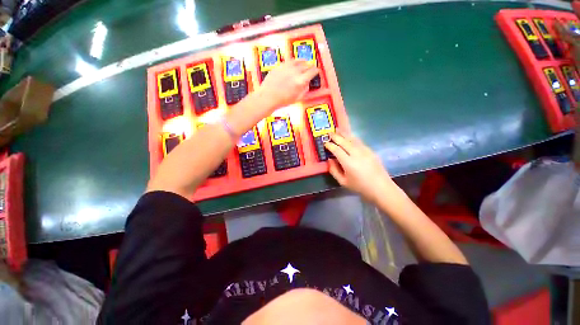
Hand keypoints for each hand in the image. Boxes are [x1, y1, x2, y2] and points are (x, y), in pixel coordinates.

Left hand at [258, 59, 318, 108]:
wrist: (267, 97)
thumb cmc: (281, 100)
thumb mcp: (297, 98)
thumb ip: (305, 90)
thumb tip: (307, 83)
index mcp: (300, 81)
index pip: (312, 72)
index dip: (316, 71)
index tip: (317, 71)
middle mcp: (294, 72)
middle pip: (306, 65)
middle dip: (310, 66)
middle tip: (311, 67)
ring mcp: (286, 67)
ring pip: (298, 60)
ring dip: (303, 61)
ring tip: (304, 62)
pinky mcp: (279, 66)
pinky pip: (289, 61)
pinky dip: (294, 61)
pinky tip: (294, 63)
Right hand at [324, 131, 396, 202]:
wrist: (381, 188)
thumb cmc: (360, 187)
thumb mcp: (343, 182)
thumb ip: (334, 170)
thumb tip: (329, 160)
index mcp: (348, 163)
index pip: (336, 150)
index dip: (329, 145)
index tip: (324, 143)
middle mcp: (356, 154)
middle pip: (344, 142)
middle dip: (335, 136)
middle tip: (329, 133)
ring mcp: (365, 151)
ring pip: (352, 139)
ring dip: (344, 134)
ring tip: (338, 129)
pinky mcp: (370, 151)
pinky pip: (359, 141)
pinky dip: (352, 137)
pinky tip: (349, 136)